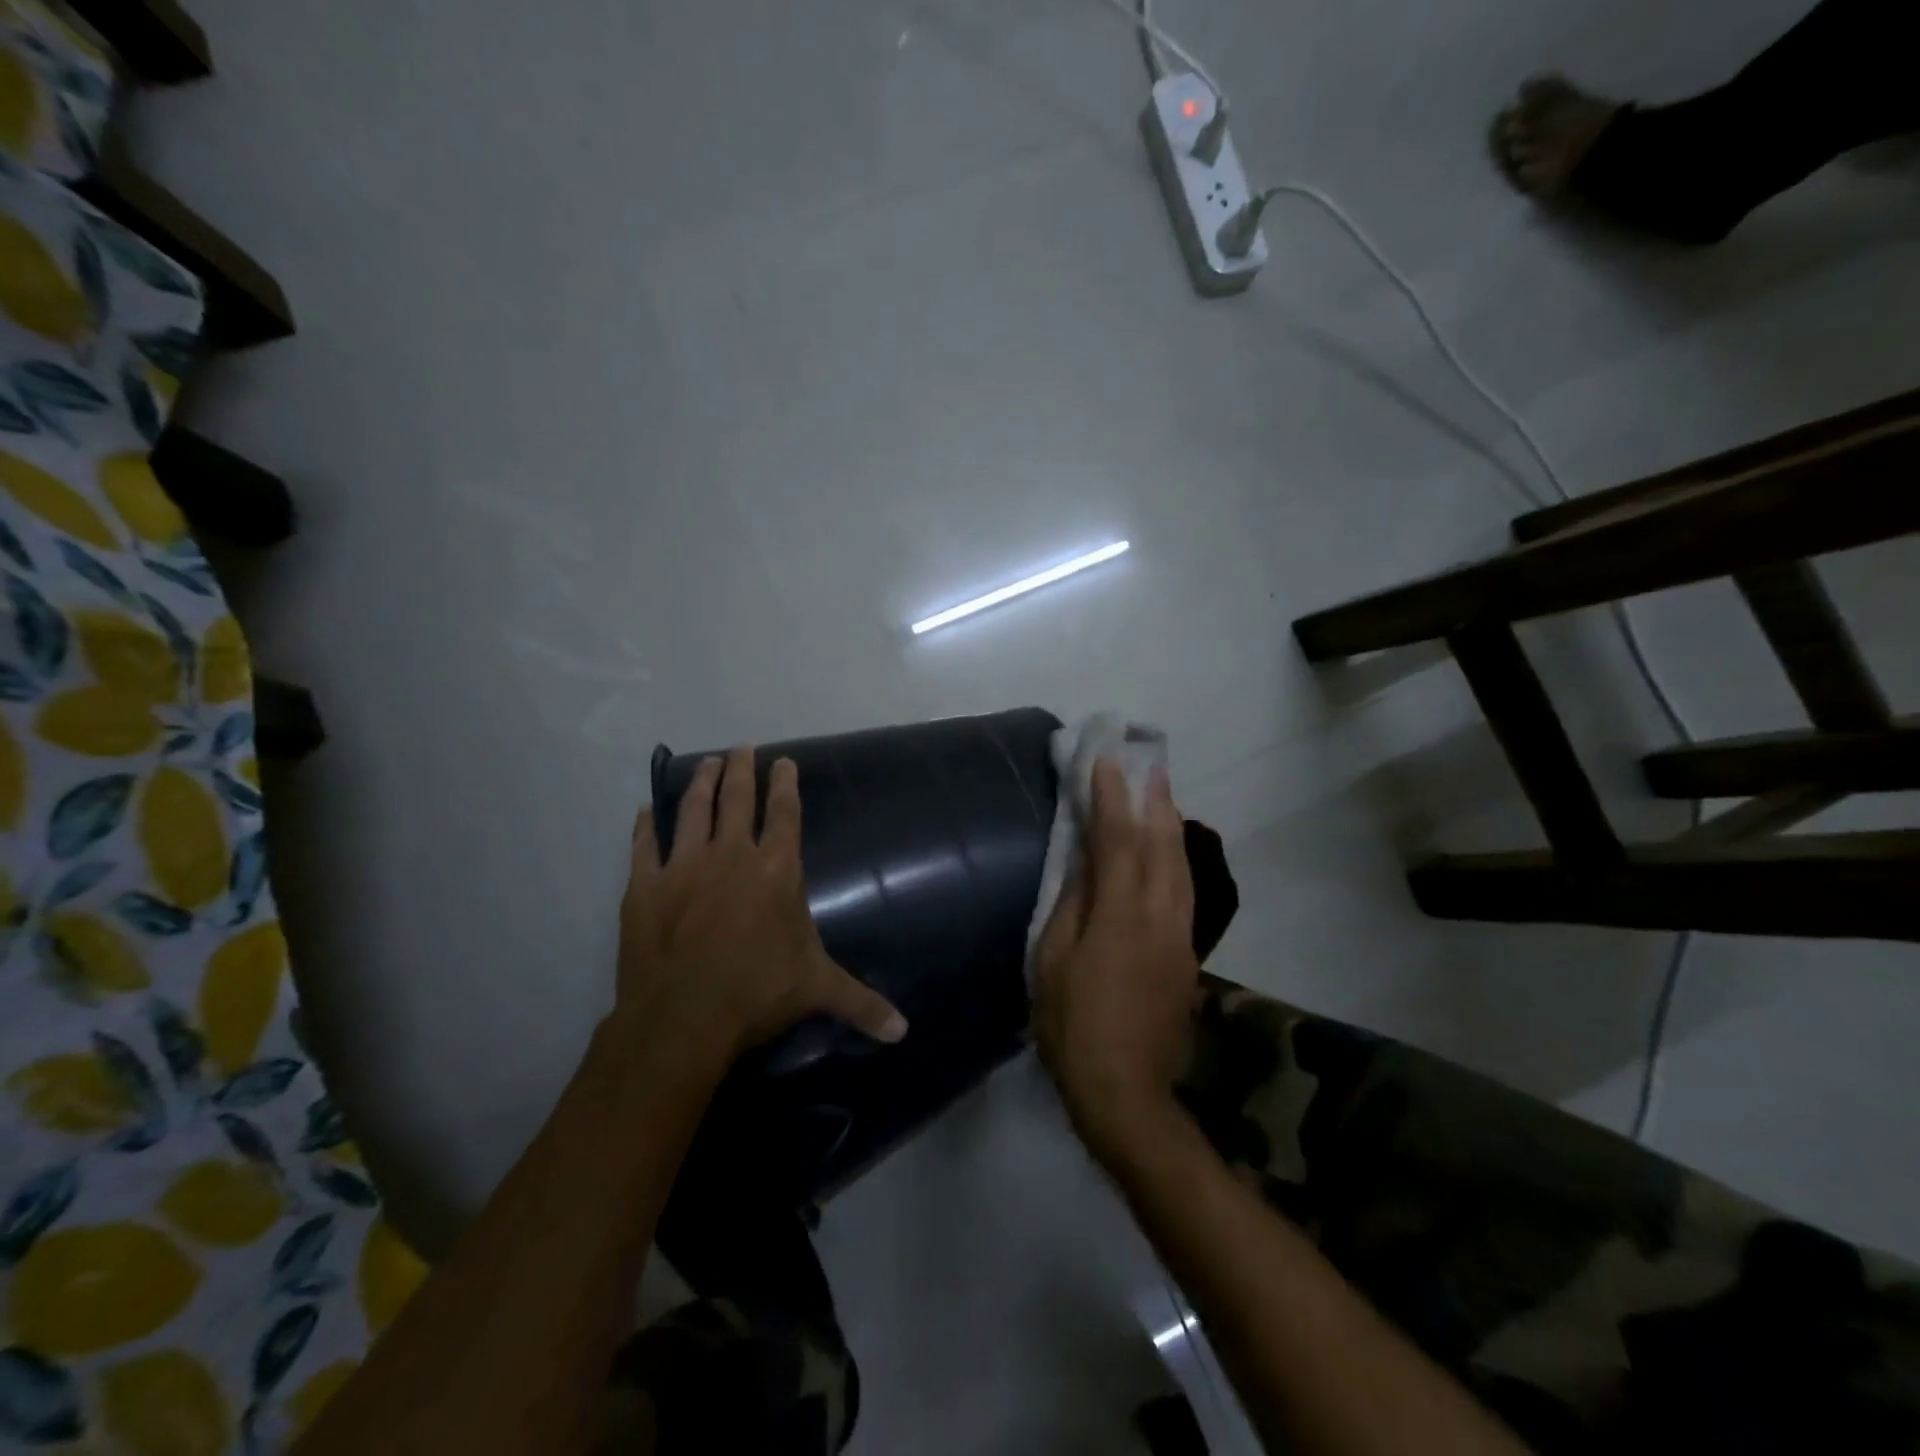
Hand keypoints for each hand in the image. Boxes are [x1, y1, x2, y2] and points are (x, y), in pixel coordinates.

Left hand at [617, 747, 907, 1059]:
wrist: (683, 1017)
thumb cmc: (758, 993)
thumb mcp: (817, 990)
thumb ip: (861, 1002)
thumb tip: (903, 1031)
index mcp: (776, 870)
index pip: (785, 813)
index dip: (785, 783)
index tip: (783, 761)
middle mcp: (731, 855)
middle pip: (736, 799)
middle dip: (740, 770)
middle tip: (740, 748)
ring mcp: (684, 866)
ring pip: (693, 811)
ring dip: (700, 783)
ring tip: (706, 763)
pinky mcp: (645, 886)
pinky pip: (644, 845)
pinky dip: (645, 825)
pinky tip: (645, 810)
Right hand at [1033, 759, 1198, 1159]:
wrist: (1126, 1089)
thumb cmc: (1073, 1024)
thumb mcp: (1052, 961)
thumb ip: (1072, 904)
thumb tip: (1084, 860)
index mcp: (1121, 914)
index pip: (1118, 840)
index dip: (1112, 798)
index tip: (1107, 762)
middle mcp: (1160, 915)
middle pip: (1163, 844)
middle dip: (1155, 799)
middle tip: (1148, 764)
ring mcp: (1180, 935)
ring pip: (1181, 866)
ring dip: (1170, 824)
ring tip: (1161, 795)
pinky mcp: (1187, 954)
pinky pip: (1185, 890)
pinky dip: (1176, 858)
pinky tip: (1168, 851)